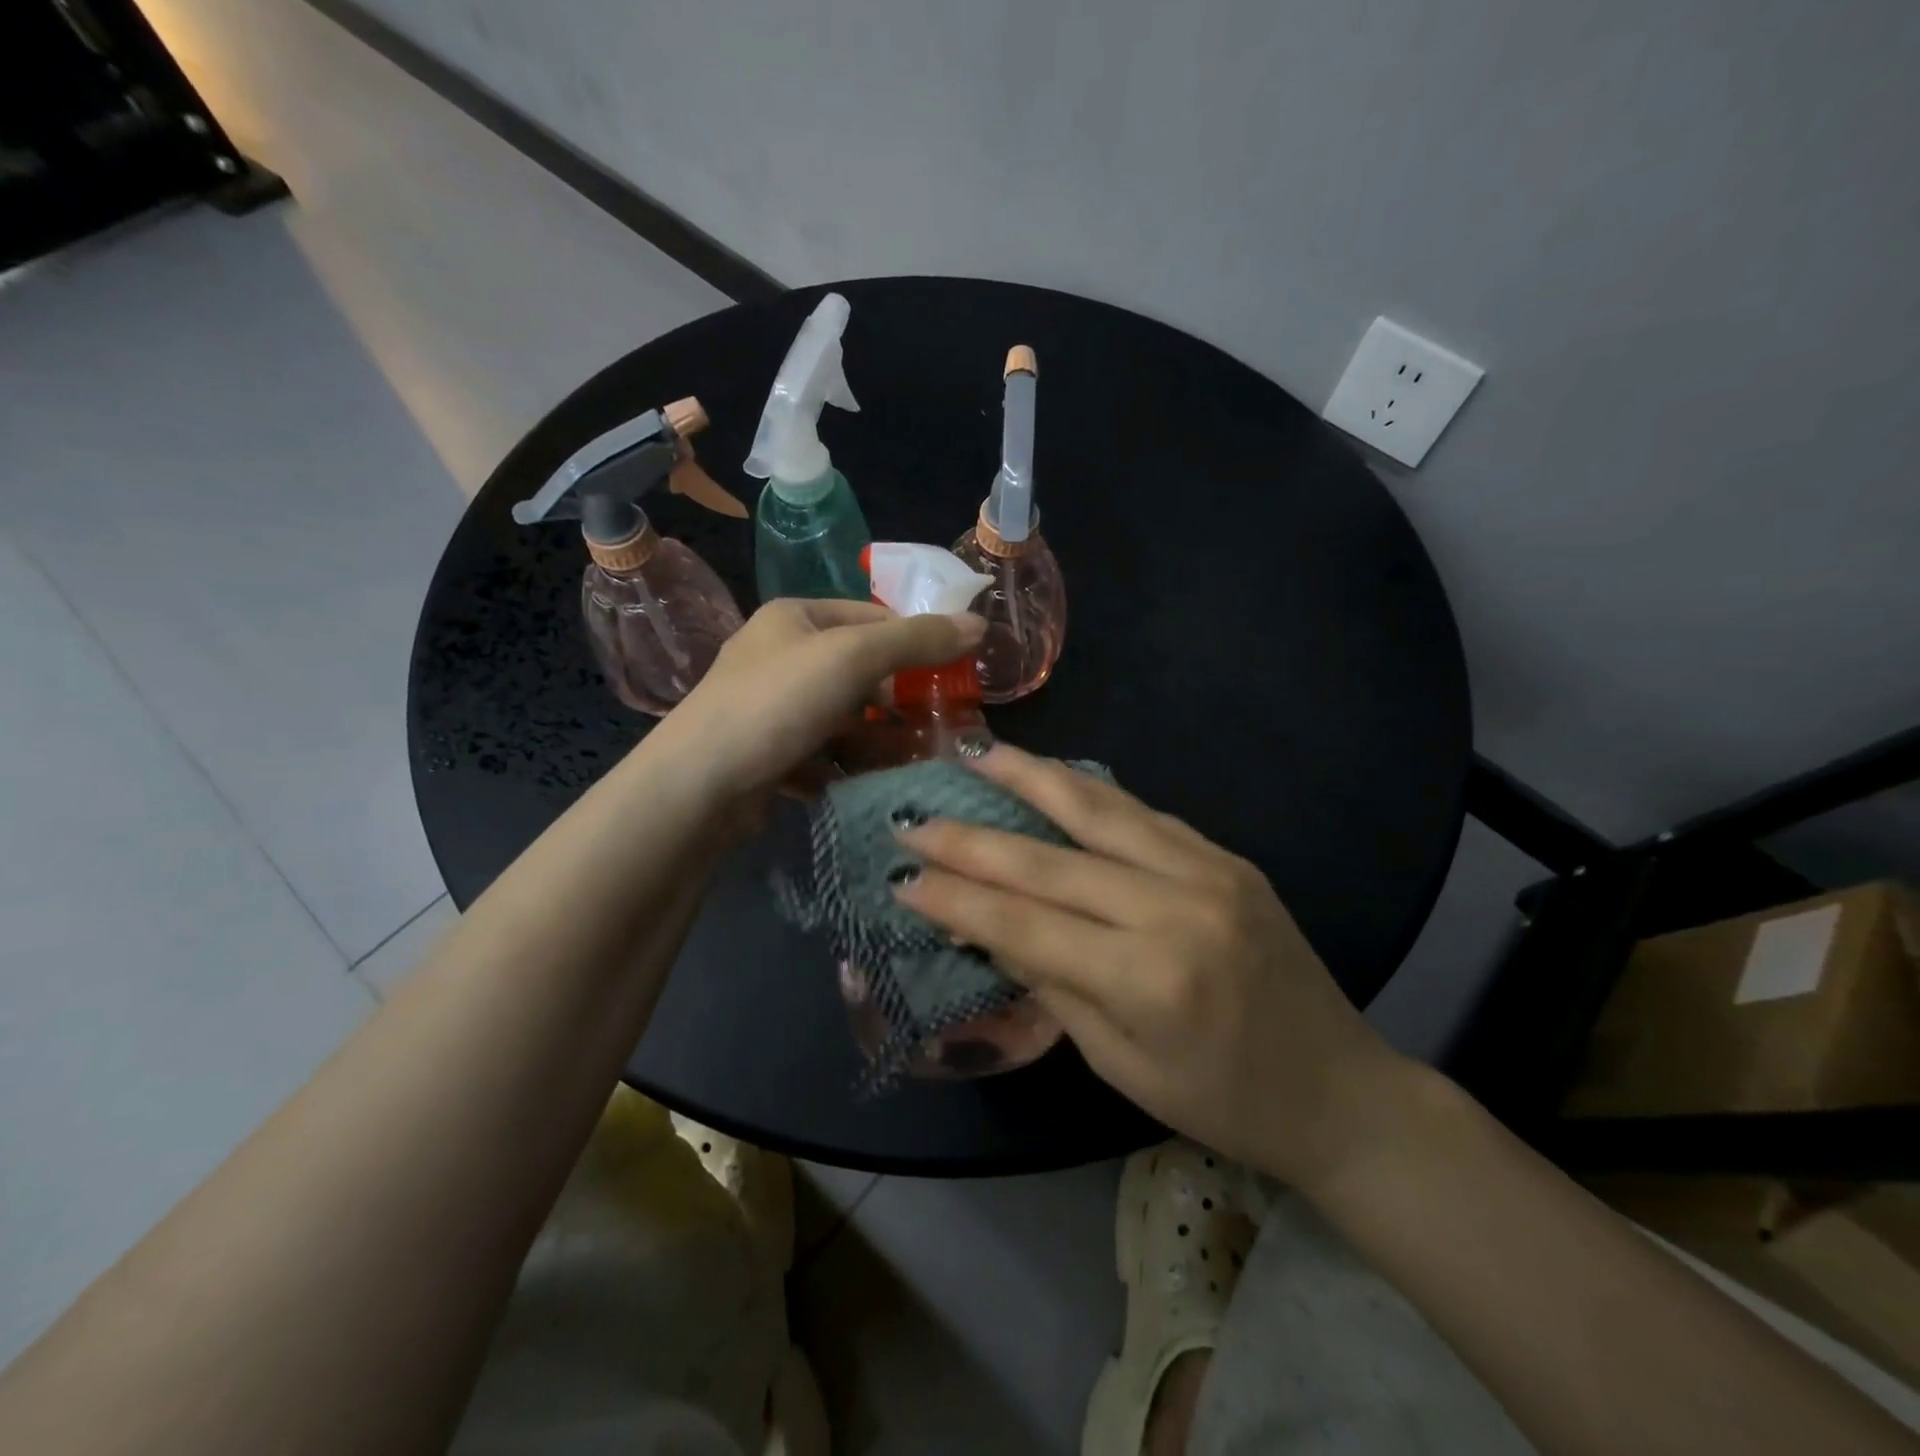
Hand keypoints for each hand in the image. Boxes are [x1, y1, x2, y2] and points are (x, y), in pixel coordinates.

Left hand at [661, 598, 984, 800]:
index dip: (917, 642)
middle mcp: (780, 656)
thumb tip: (979, 623)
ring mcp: (770, 708)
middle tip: (942, 726)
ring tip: (918, 761)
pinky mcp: (767, 754)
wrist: (698, 785)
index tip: (955, 676)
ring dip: (879, 738)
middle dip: (900, 700)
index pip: (873, 618)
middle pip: (859, 672)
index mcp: (795, 618)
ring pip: (843, 718)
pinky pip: (822, 753)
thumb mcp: (853, 657)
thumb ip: (917, 639)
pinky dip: (848, 766)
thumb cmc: (778, 703)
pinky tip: (872, 783)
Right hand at [893, 745, 1415, 1189]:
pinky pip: (1143, 814)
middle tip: (915, 817)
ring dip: (1031, 778)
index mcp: (1148, 978)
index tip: (903, 875)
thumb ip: (1054, 987)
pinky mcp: (1227, 857)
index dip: (957, 898)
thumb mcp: (1122, 1066)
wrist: (1342, 1089)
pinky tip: (1052, 776)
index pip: (1026, 924)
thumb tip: (989, 929)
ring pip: (1100, 810)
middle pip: (1051, 860)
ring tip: (978, 753)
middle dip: (972, 838)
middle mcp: (1175, 908)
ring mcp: (1209, 871)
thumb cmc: (1224, 1102)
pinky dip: (1088, 793)